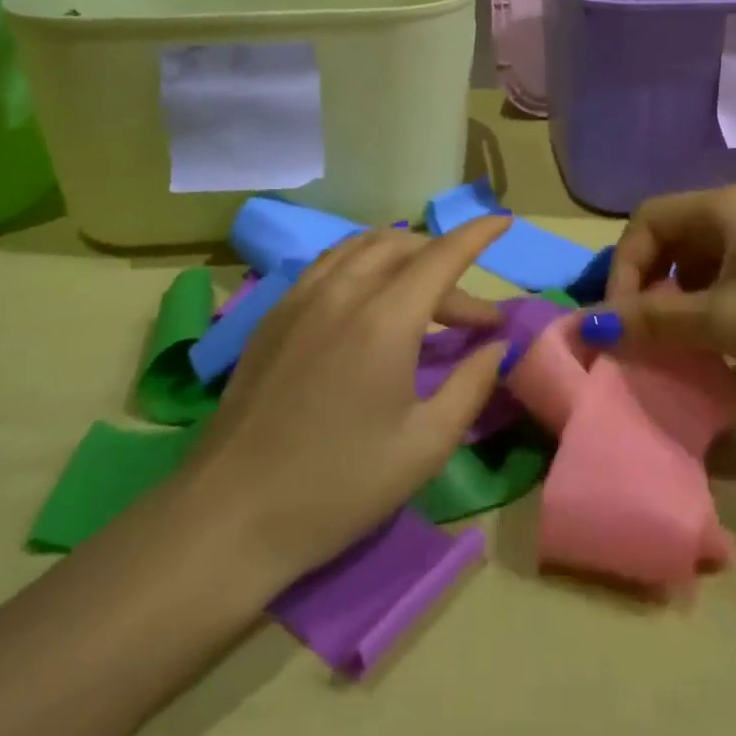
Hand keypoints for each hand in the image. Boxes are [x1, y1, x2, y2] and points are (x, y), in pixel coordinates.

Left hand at [181, 218, 511, 585]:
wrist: (231, 515)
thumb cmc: (338, 486)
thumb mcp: (424, 446)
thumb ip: (471, 385)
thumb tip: (498, 346)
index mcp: (385, 318)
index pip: (442, 255)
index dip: (477, 234)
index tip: (504, 220)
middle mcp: (343, 291)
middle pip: (404, 247)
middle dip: (447, 264)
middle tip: (472, 316)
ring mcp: (302, 297)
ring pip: (363, 246)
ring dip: (404, 256)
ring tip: (425, 291)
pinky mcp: (275, 313)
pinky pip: (329, 263)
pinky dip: (364, 262)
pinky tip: (369, 296)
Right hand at [599, 184, 735, 408]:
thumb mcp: (723, 322)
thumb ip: (653, 321)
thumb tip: (587, 327)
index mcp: (722, 207)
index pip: (645, 222)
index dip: (622, 268)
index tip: (620, 321)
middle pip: (665, 236)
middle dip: (643, 282)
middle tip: (637, 330)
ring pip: (690, 258)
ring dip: (669, 295)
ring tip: (668, 338)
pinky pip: (717, 275)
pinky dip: (698, 302)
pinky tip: (705, 337)